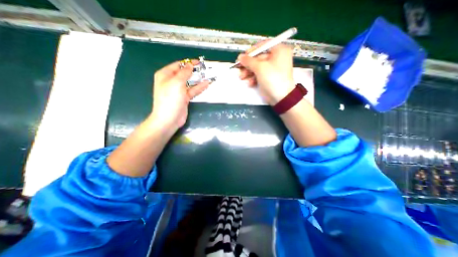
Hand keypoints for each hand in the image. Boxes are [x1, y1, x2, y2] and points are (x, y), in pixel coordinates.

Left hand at [150, 61, 208, 129]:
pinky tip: (206, 84)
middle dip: (194, 71)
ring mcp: (178, 91)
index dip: (188, 63)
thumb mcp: (176, 83)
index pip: (178, 65)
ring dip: (198, 79)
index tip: (198, 62)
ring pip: (189, 82)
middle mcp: (171, 82)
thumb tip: (189, 65)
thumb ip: (184, 73)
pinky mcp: (184, 98)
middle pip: (184, 73)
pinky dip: (199, 88)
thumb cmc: (170, 99)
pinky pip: (192, 91)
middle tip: (204, 69)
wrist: (169, 119)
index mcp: (165, 75)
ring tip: (207, 75)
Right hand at [238, 43, 295, 105]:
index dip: (251, 51)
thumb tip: (240, 57)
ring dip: (249, 72)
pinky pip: (260, 75)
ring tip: (242, 78)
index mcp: (279, 50)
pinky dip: (253, 78)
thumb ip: (249, 61)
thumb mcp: (260, 67)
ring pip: (257, 67)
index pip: (263, 45)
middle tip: (239, 69)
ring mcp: (273, 69)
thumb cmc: (272, 78)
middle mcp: (277, 58)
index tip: (242, 57)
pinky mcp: (269, 77)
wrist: (281, 97)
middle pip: (259, 58)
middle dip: (248, 65)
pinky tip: (250, 83)